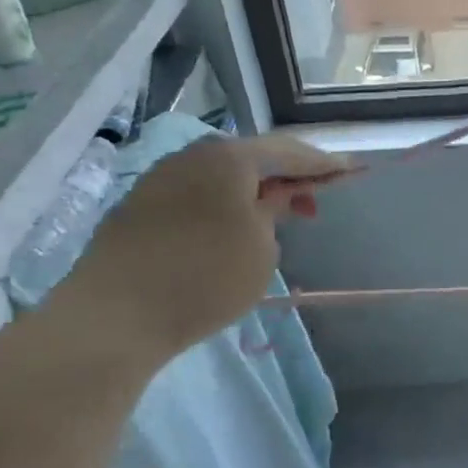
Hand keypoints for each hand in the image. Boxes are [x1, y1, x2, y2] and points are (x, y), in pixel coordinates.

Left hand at [59, 134, 349, 365]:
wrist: (114, 315)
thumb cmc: (205, 277)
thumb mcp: (261, 247)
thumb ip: (275, 212)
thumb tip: (273, 197)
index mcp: (229, 158)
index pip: (289, 152)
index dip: (324, 164)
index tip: (352, 172)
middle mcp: (192, 156)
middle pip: (252, 158)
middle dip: (288, 177)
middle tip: (315, 200)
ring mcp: (160, 179)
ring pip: (222, 177)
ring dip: (254, 192)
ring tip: (276, 218)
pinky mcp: (139, 207)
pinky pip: (197, 195)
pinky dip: (225, 205)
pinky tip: (232, 229)